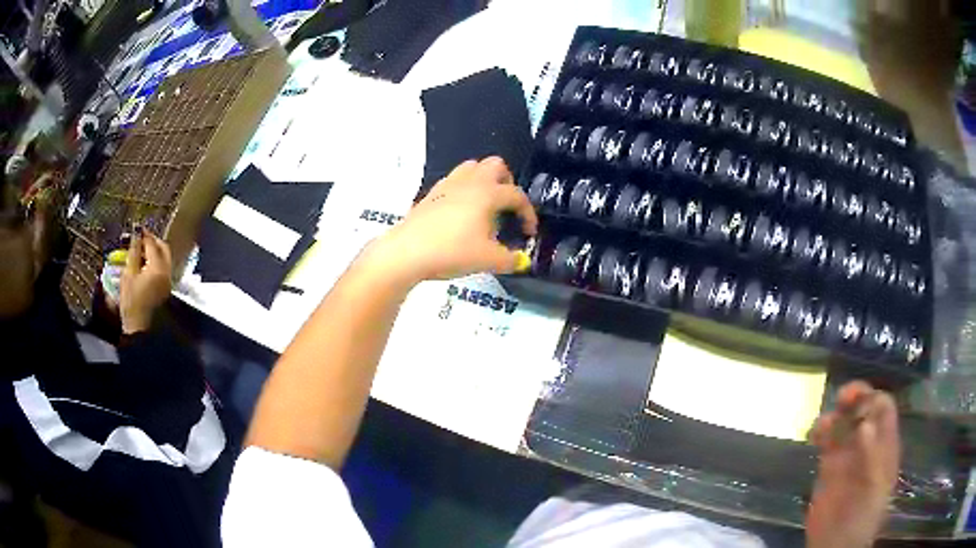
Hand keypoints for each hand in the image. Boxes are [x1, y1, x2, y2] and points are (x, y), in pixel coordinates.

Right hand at [120, 230, 172, 333]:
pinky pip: (164, 268)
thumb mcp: (128, 275)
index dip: (144, 235)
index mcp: (157, 268)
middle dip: (153, 241)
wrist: (140, 329)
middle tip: (140, 239)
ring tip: (140, 251)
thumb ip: (133, 253)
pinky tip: (144, 264)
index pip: (152, 244)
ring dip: (155, 251)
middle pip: (163, 248)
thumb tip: (136, 235)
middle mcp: (167, 272)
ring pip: (165, 258)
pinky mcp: (166, 289)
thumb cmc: (131, 302)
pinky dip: (156, 262)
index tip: (136, 229)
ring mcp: (168, 281)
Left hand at [366, 157, 537, 286]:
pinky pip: (454, 181)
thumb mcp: (487, 260)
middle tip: (506, 207)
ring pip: (472, 168)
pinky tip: (461, 213)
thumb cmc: (451, 251)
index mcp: (487, 193)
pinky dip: (464, 190)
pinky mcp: (431, 194)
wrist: (406, 252)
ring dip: (484, 180)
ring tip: (485, 206)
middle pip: (495, 165)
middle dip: (507, 182)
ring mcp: (447, 185)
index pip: (516, 195)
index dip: (528, 213)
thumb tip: (521, 261)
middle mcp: (469, 182)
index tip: (529, 232)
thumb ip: (510, 260)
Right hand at [806, 381, 899, 547]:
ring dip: (835, 415)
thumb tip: (864, 424)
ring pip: (844, 422)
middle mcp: (868, 444)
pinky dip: (821, 432)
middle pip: (864, 409)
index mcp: (884, 445)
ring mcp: (849, 456)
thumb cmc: (863, 517)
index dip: (872, 398)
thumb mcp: (874, 488)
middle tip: (841, 398)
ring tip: (823, 425)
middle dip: (854, 398)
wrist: (836, 545)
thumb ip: (872, 457)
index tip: (856, 401)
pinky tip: (814, 435)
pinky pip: (827, 441)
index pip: (884, 408)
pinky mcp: (829, 468)